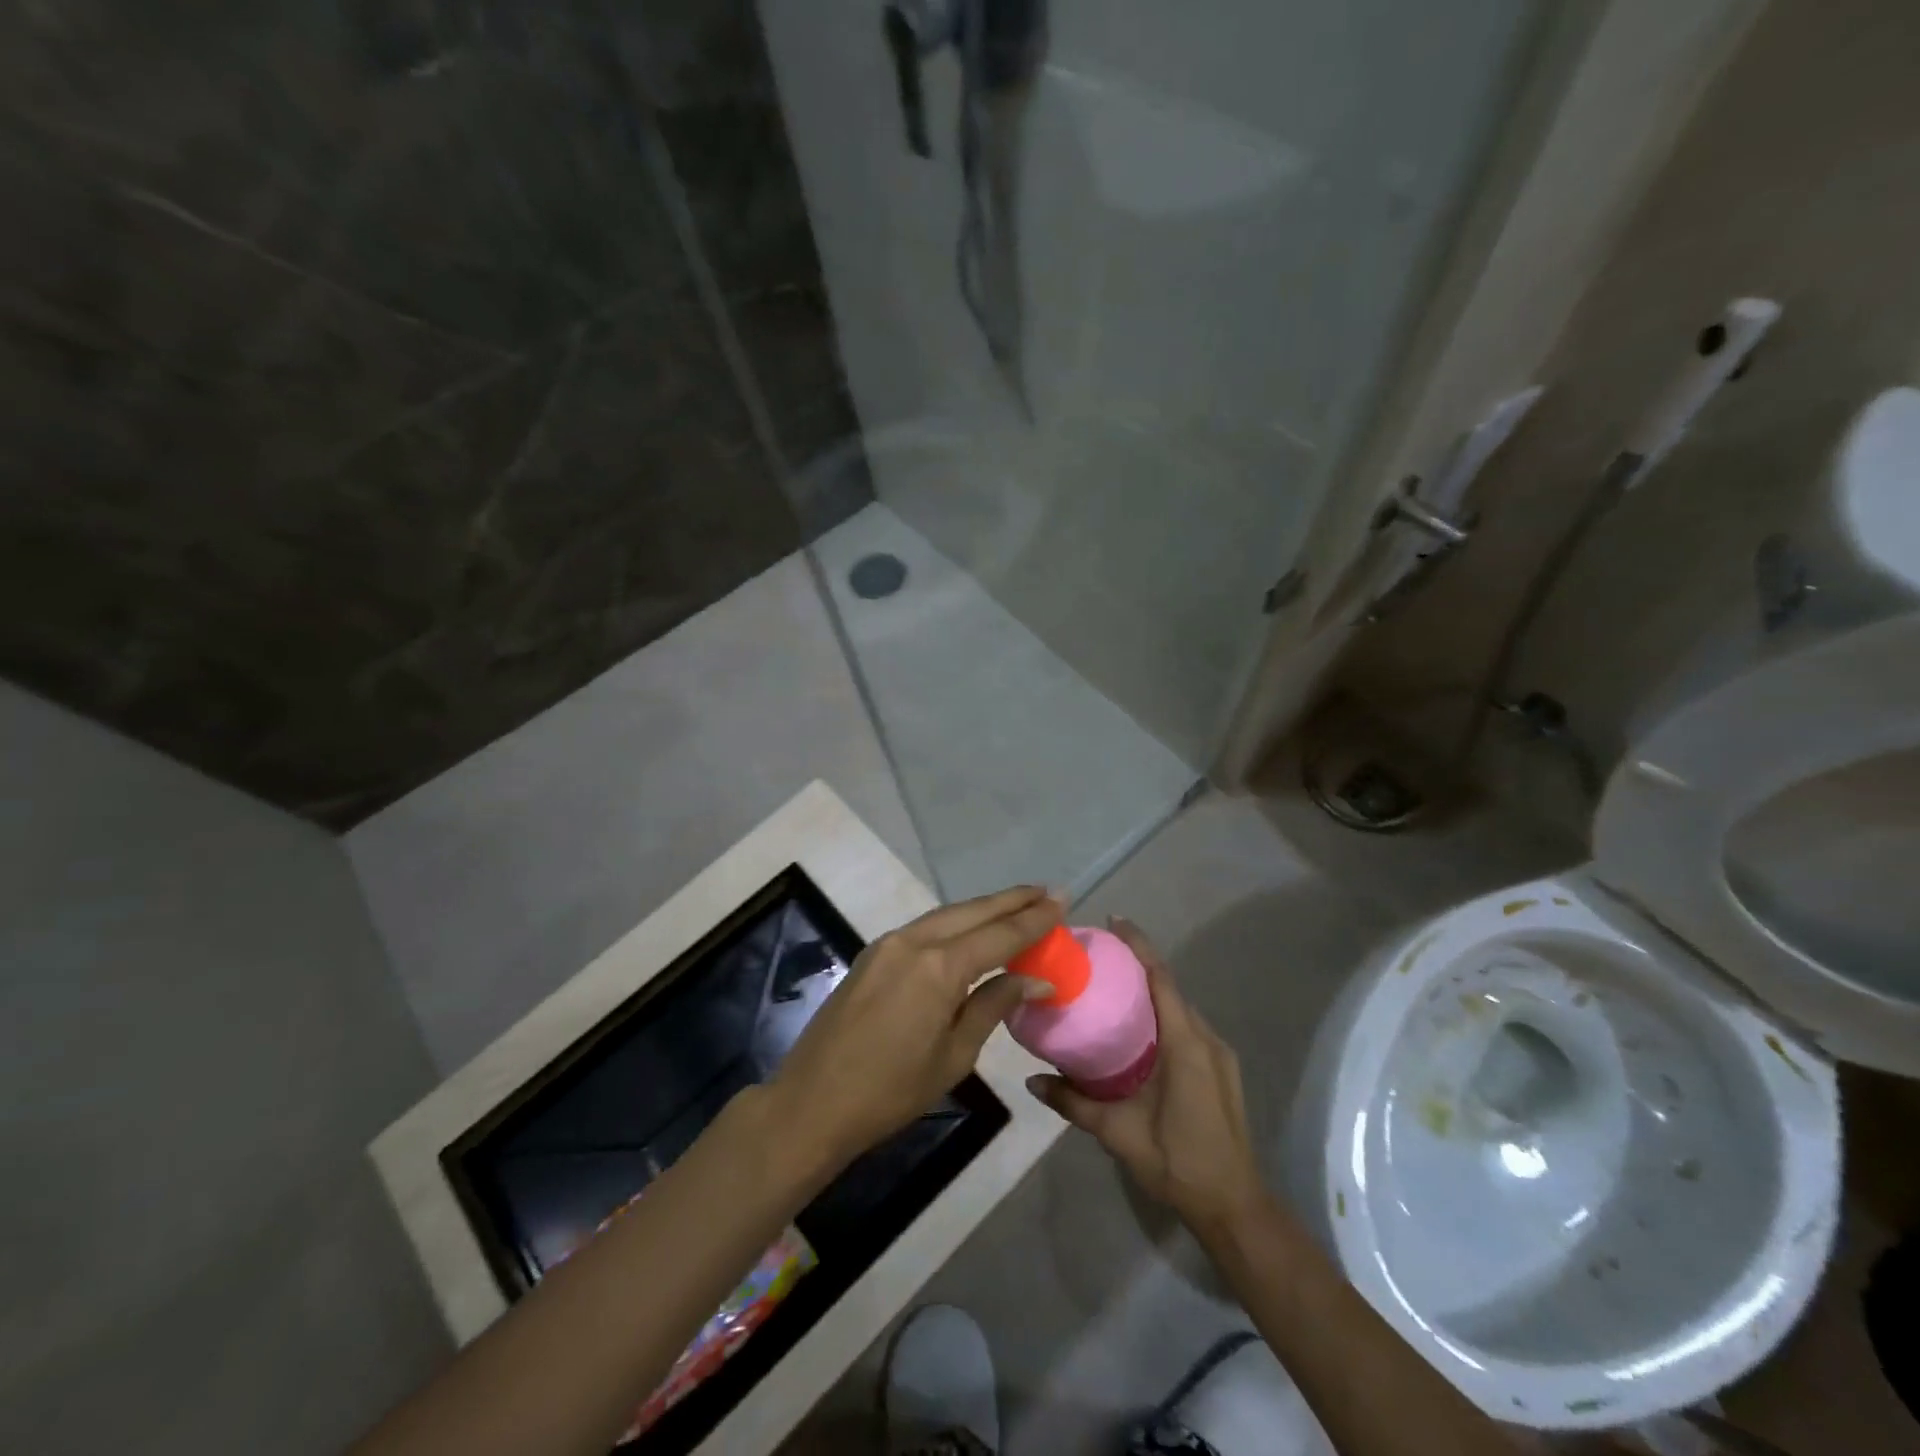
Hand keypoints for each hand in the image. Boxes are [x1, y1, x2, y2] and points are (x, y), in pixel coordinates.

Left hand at [771, 886, 1058, 1172]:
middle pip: (972, 911)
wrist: (813, 1102)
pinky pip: (925, 928)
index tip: (1063, 900)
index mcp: (938, 967)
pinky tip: (972, 929)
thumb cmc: (891, 1092)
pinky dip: (955, 923)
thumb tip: (1034, 978)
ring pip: (946, 915)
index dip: (1034, 918)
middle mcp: (913, 941)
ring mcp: (888, 944)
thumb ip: (993, 1006)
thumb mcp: (954, 1056)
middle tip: (1047, 892)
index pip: (999, 934)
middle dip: (1011, 900)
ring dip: (983, 909)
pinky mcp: (873, 954)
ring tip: (1018, 905)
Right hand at [1028, 918, 1264, 1236]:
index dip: (1139, 945)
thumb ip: (1074, 1103)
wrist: (1235, 1206)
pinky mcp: (1221, 1069)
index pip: (1161, 979)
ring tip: (1112, 987)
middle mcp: (1206, 1039)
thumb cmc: (1178, 1162)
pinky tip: (1137, 1029)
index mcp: (1185, 1044)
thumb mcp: (1119, 1133)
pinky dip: (1163, 1013)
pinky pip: (1188, 1026)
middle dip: (1138, 965)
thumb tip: (1032, 1079)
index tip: (1114, 920)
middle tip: (1099, 957)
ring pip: (1180, 1008)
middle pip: (1170, 987)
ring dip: (1151, 991)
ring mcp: (1219, 1054)